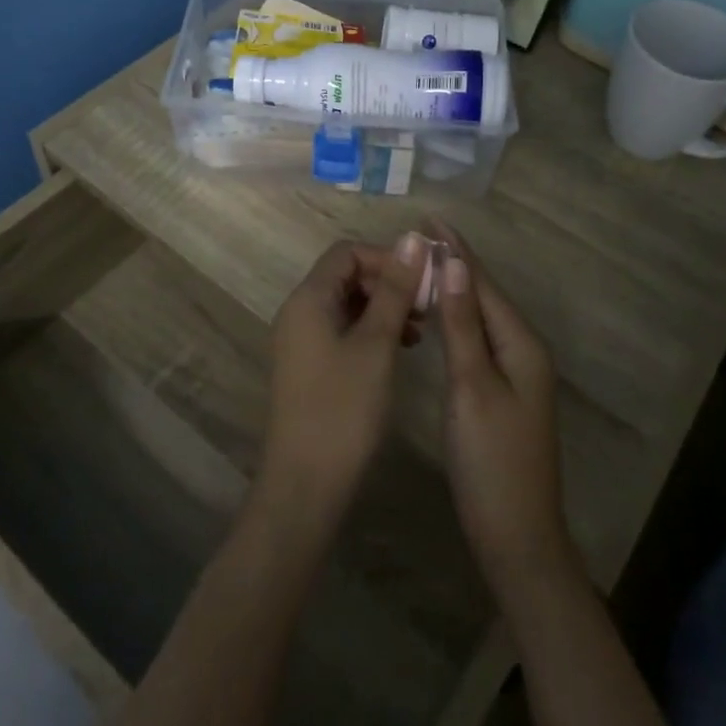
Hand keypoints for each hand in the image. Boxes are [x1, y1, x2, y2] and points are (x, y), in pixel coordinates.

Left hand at [252, 233, 429, 549]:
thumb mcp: (376, 345)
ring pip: (347, 305)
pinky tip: (400, 351)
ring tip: (419, 331)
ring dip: (383, 308)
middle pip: (346, 276)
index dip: (386, 258)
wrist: (305, 485)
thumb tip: (413, 239)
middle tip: (426, 307)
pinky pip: (342, 331)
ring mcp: (301, 341)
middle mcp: (299, 312)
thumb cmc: (344, 409)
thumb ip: (394, 290)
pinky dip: (371, 331)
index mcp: (308, 299)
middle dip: (387, 283)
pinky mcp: (310, 367)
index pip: (347, 252)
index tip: (423, 281)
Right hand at [431, 223, 578, 601]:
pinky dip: (457, 321)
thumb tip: (457, 264)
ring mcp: (516, 374)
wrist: (516, 537)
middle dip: (455, 265)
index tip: (430, 219)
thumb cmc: (491, 460)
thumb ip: (463, 325)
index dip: (457, 251)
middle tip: (417, 239)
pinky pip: (478, 340)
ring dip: (455, 290)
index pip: (483, 284)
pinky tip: (438, 318)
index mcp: (521, 344)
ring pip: (481, 318)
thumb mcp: (472, 386)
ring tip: (422, 267)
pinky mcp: (503, 393)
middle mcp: (524, 351)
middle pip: (485, 296)